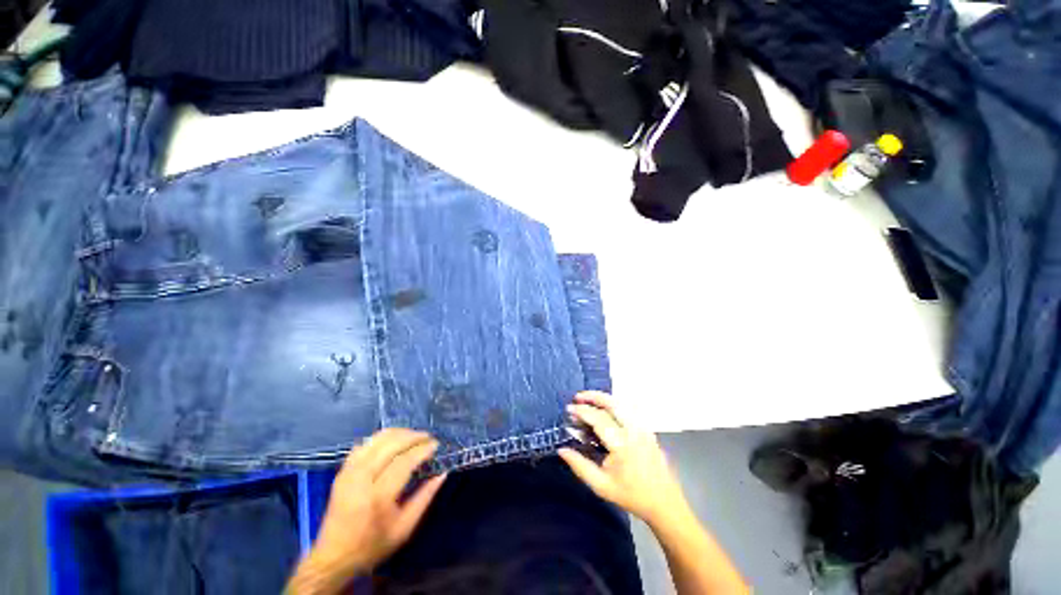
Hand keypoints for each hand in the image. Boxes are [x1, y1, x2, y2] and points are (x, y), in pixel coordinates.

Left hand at [307, 429, 445, 577]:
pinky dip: (381, 438)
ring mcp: (349, 472)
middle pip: (391, 445)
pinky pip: (364, 444)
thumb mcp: (404, 529)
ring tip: (413, 436)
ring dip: (398, 433)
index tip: (436, 445)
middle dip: (413, 436)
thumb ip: (425, 498)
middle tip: (428, 437)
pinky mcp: (342, 471)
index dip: (422, 449)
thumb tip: (442, 473)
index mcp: (378, 497)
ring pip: (377, 440)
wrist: (333, 557)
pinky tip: (392, 441)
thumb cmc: (372, 545)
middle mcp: (361, 479)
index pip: (404, 461)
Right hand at [559, 391, 690, 527]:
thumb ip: (580, 466)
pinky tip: (605, 410)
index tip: (569, 409)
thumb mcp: (601, 485)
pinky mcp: (647, 430)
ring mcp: (643, 428)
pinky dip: (614, 405)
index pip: (599, 419)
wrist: (664, 503)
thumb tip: (561, 450)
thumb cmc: (631, 495)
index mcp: (622, 445)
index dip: (582, 411)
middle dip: (593, 396)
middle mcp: (634, 431)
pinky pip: (629, 410)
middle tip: (578, 397)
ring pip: (622, 404)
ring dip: (604, 399)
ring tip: (589, 400)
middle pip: (613, 403)